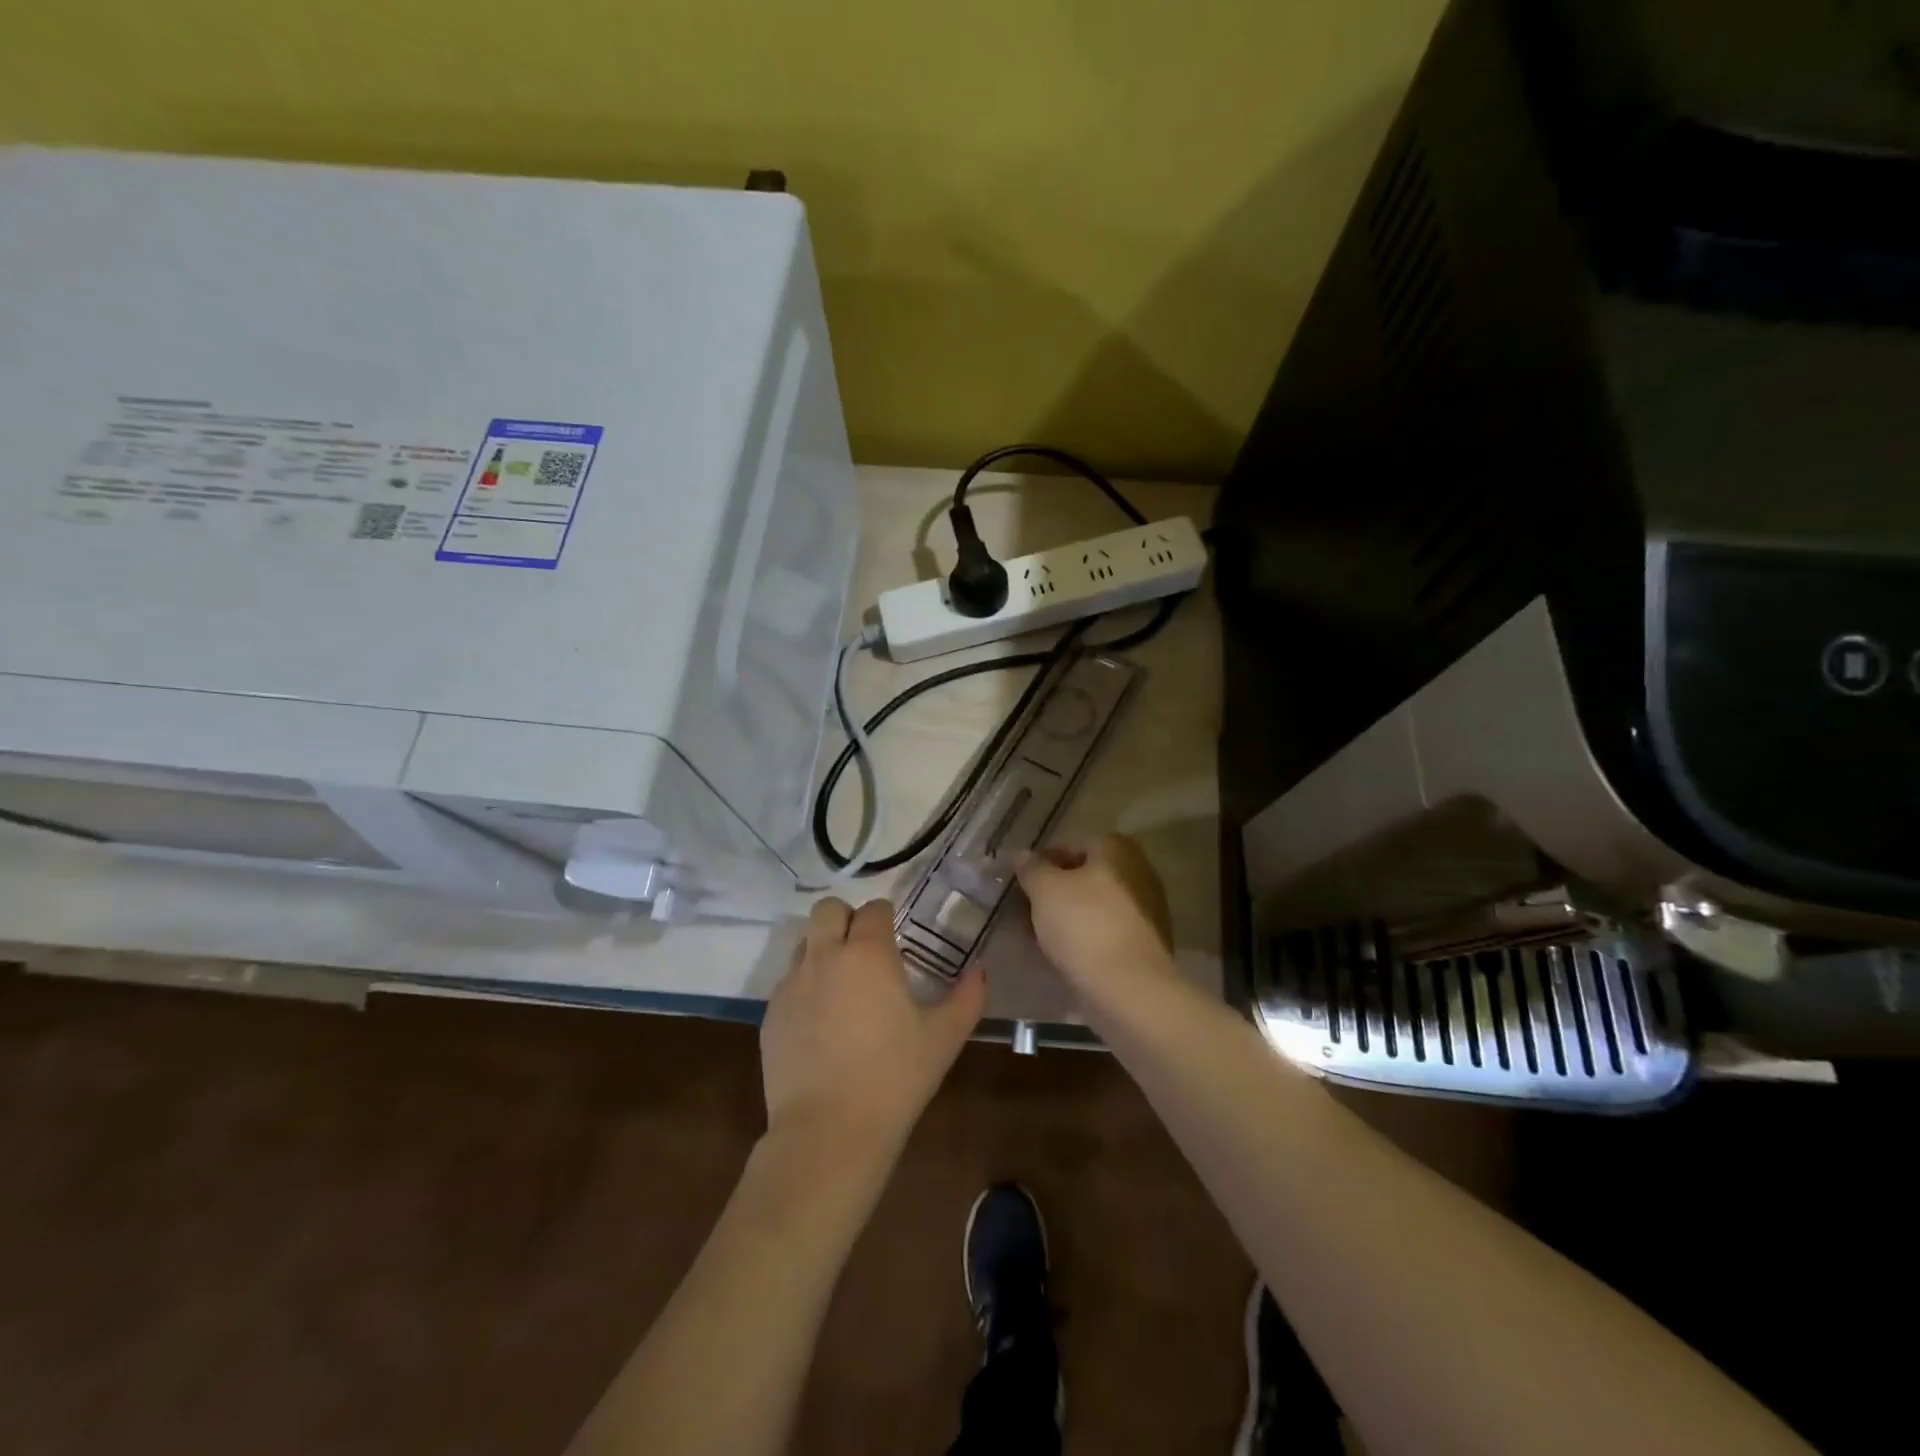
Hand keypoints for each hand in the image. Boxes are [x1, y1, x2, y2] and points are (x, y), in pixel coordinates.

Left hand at [760, 897, 985, 1166]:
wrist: (828, 1132)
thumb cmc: (894, 1078)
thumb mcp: (944, 1038)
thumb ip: (967, 997)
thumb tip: (980, 970)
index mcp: (868, 953)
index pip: (874, 909)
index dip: (887, 916)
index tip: (895, 935)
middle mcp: (825, 956)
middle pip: (828, 910)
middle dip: (847, 919)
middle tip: (865, 949)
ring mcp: (792, 984)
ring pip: (804, 943)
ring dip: (823, 949)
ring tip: (842, 984)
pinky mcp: (771, 1013)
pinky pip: (788, 982)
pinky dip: (805, 987)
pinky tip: (821, 1023)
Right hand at [1015, 834, 1175, 989]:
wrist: (1129, 989)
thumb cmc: (1084, 926)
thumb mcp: (1045, 890)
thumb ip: (1031, 868)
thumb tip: (1024, 855)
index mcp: (1117, 850)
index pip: (1071, 844)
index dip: (1041, 861)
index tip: (1020, 881)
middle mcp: (1137, 872)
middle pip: (1085, 875)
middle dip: (1054, 890)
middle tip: (1025, 908)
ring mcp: (1145, 910)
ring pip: (1093, 905)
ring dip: (1066, 915)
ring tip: (1037, 934)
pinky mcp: (1144, 944)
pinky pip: (1104, 931)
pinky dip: (1082, 937)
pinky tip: (1061, 953)